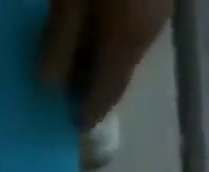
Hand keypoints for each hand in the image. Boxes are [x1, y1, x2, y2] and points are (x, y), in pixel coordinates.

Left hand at [41, 0, 174, 126]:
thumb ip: (60, 41)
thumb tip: (49, 85)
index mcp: (126, 44)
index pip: (104, 100)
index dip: (82, 114)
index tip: (63, 123)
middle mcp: (148, 33)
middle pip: (116, 75)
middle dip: (90, 84)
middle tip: (62, 86)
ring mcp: (159, 6)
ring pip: (125, 47)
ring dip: (100, 56)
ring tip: (72, 51)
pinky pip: (132, 20)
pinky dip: (111, 30)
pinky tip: (91, 20)